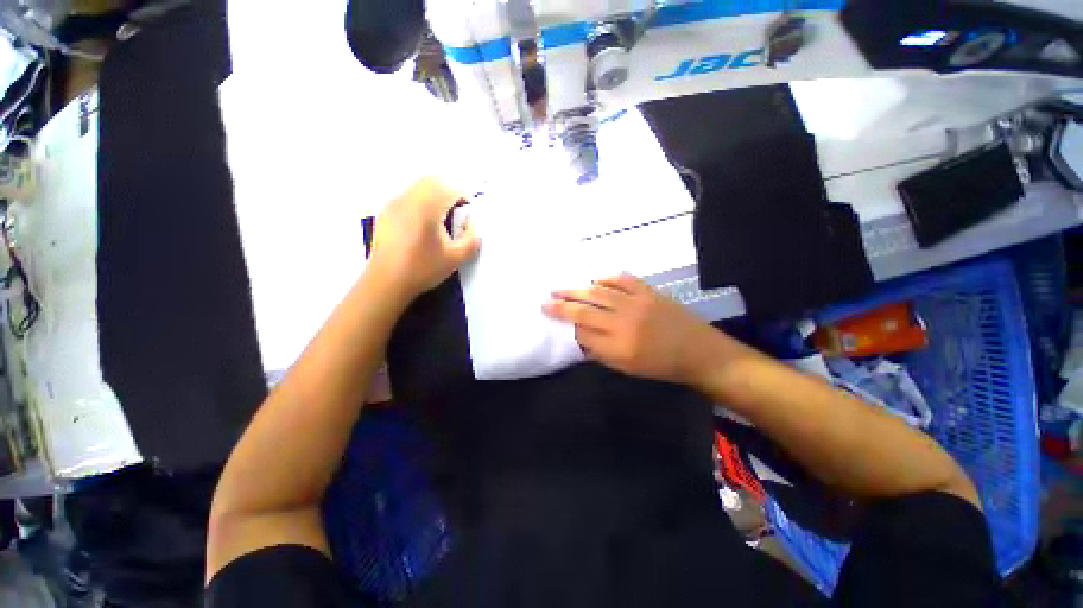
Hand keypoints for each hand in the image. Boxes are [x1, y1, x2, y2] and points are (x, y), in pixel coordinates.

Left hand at [368, 178, 480, 300]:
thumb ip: (472, 239)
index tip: (469, 213)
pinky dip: (420, 201)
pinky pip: (407, 196)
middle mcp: (409, 199)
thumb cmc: (423, 269)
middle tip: (457, 212)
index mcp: (427, 208)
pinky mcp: (386, 213)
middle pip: (432, 181)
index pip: (450, 189)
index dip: (464, 197)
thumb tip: (472, 223)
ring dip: (434, 195)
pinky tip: (422, 225)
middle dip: (449, 191)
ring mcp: (394, 204)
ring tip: (441, 219)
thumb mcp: (456, 258)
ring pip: (418, 186)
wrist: (386, 282)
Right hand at [543, 274, 723, 384]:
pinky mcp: (649, 291)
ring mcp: (636, 303)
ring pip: (598, 292)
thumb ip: (600, 352)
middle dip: (561, 306)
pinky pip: (622, 279)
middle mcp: (623, 323)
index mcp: (618, 347)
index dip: (566, 326)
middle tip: (545, 301)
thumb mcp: (627, 368)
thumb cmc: (661, 366)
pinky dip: (606, 278)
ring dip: (576, 289)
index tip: (554, 319)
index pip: (582, 333)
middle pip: (584, 311)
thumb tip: (579, 338)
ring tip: (559, 288)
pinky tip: (594, 280)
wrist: (699, 352)